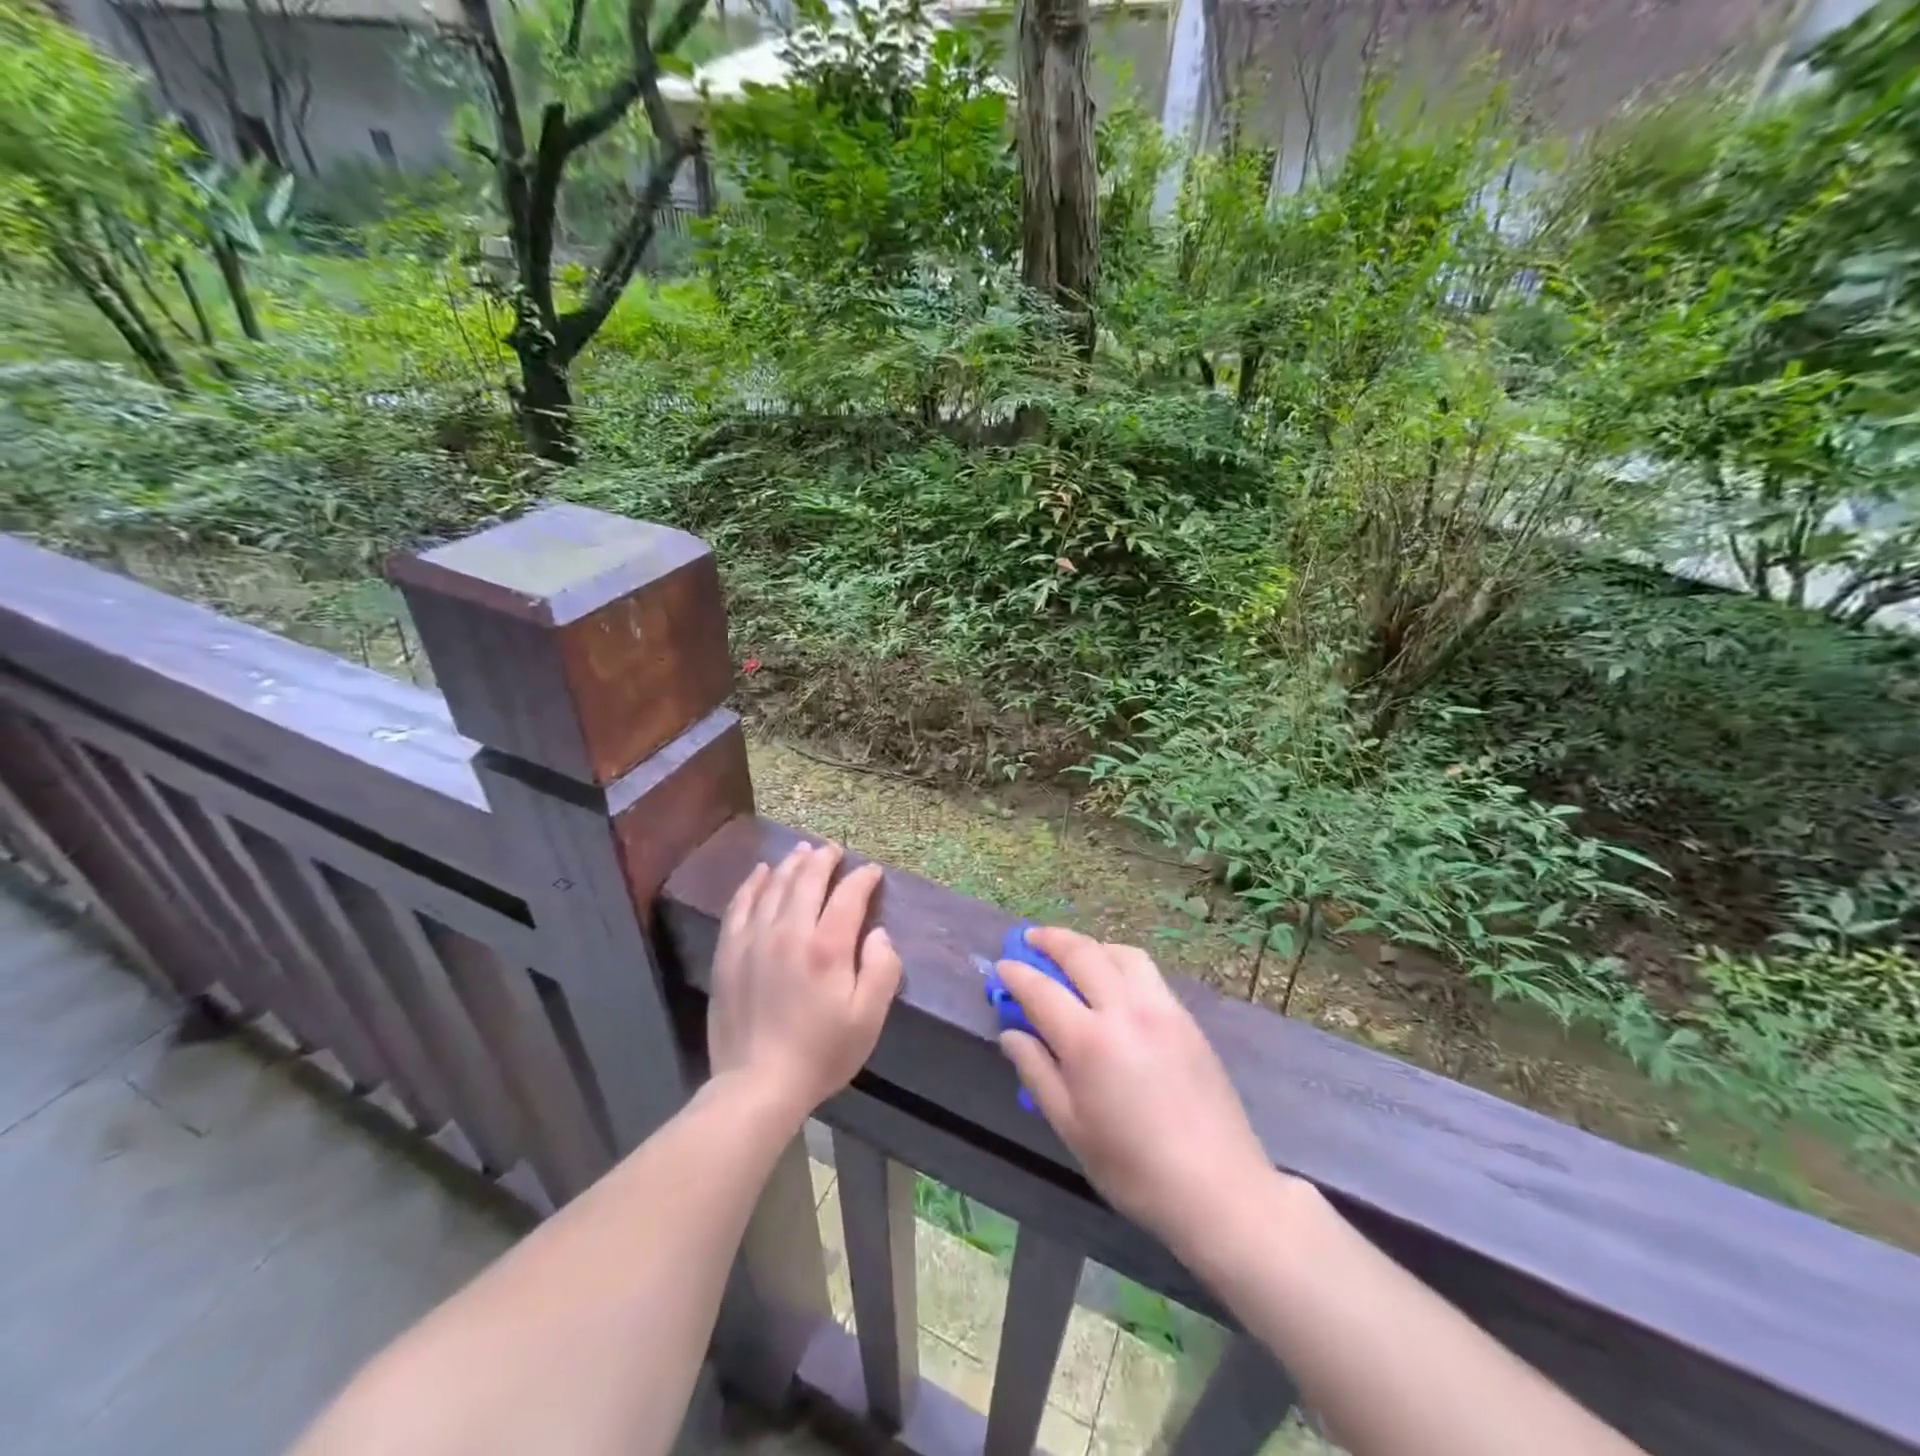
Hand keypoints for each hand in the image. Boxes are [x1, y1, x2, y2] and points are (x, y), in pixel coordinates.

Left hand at [708, 842, 901, 1116]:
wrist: (756, 1085)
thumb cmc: (820, 1053)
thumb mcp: (868, 1019)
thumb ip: (882, 969)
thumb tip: (879, 933)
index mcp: (827, 947)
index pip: (848, 896)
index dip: (863, 879)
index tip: (872, 872)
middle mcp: (789, 932)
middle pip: (807, 880)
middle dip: (824, 859)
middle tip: (834, 850)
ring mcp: (754, 939)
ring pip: (774, 886)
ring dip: (791, 864)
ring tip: (803, 851)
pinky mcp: (728, 952)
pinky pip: (740, 904)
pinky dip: (752, 883)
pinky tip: (760, 872)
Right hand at [996, 927, 1272, 1255]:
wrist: (1218, 1189)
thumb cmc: (1133, 1169)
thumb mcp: (1071, 1128)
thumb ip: (1037, 1072)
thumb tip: (1012, 1033)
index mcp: (1090, 1042)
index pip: (1042, 990)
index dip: (1017, 974)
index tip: (1002, 966)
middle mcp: (1125, 1010)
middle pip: (1082, 954)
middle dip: (1050, 940)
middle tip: (1030, 939)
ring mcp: (1161, 1009)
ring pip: (1120, 954)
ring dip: (1090, 946)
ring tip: (1074, 956)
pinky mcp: (1186, 1018)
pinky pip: (1147, 972)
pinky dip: (1120, 962)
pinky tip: (1114, 983)